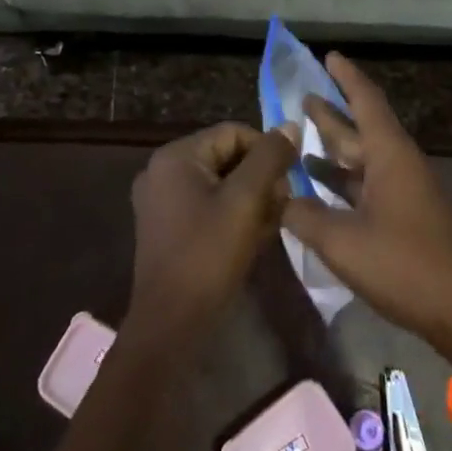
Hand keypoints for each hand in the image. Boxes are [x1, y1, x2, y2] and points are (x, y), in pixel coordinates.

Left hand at [127, 122, 298, 342]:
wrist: (171, 325)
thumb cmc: (208, 255)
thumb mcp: (246, 200)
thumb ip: (269, 158)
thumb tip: (290, 126)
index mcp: (176, 156)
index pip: (234, 133)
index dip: (267, 152)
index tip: (289, 181)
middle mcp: (163, 171)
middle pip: (226, 157)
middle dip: (260, 178)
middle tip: (282, 206)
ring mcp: (161, 201)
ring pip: (220, 183)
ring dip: (251, 199)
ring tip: (272, 224)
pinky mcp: (167, 227)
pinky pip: (208, 205)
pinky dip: (233, 215)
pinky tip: (254, 238)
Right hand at [281, 54, 451, 360]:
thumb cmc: (402, 263)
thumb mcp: (342, 240)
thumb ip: (304, 214)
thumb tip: (276, 197)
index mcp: (389, 154)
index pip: (366, 101)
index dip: (347, 77)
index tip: (329, 55)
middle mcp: (397, 163)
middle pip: (361, 126)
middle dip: (332, 111)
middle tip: (301, 95)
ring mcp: (402, 190)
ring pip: (362, 156)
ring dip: (333, 146)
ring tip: (300, 135)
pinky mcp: (402, 215)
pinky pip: (365, 182)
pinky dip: (340, 178)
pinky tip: (316, 184)